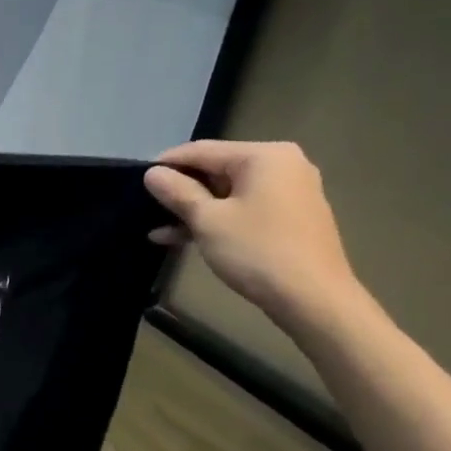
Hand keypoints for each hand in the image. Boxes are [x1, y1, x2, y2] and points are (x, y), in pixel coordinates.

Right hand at [144, 140, 364, 331]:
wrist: (314, 300)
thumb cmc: (257, 251)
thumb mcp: (207, 220)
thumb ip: (177, 192)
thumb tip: (152, 173)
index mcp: (264, 156)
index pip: (202, 151)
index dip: (166, 164)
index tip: (137, 180)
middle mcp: (282, 165)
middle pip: (217, 170)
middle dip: (181, 191)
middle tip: (147, 207)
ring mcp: (290, 192)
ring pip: (228, 194)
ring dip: (194, 211)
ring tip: (158, 230)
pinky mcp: (291, 218)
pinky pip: (245, 209)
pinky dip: (217, 220)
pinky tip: (185, 238)